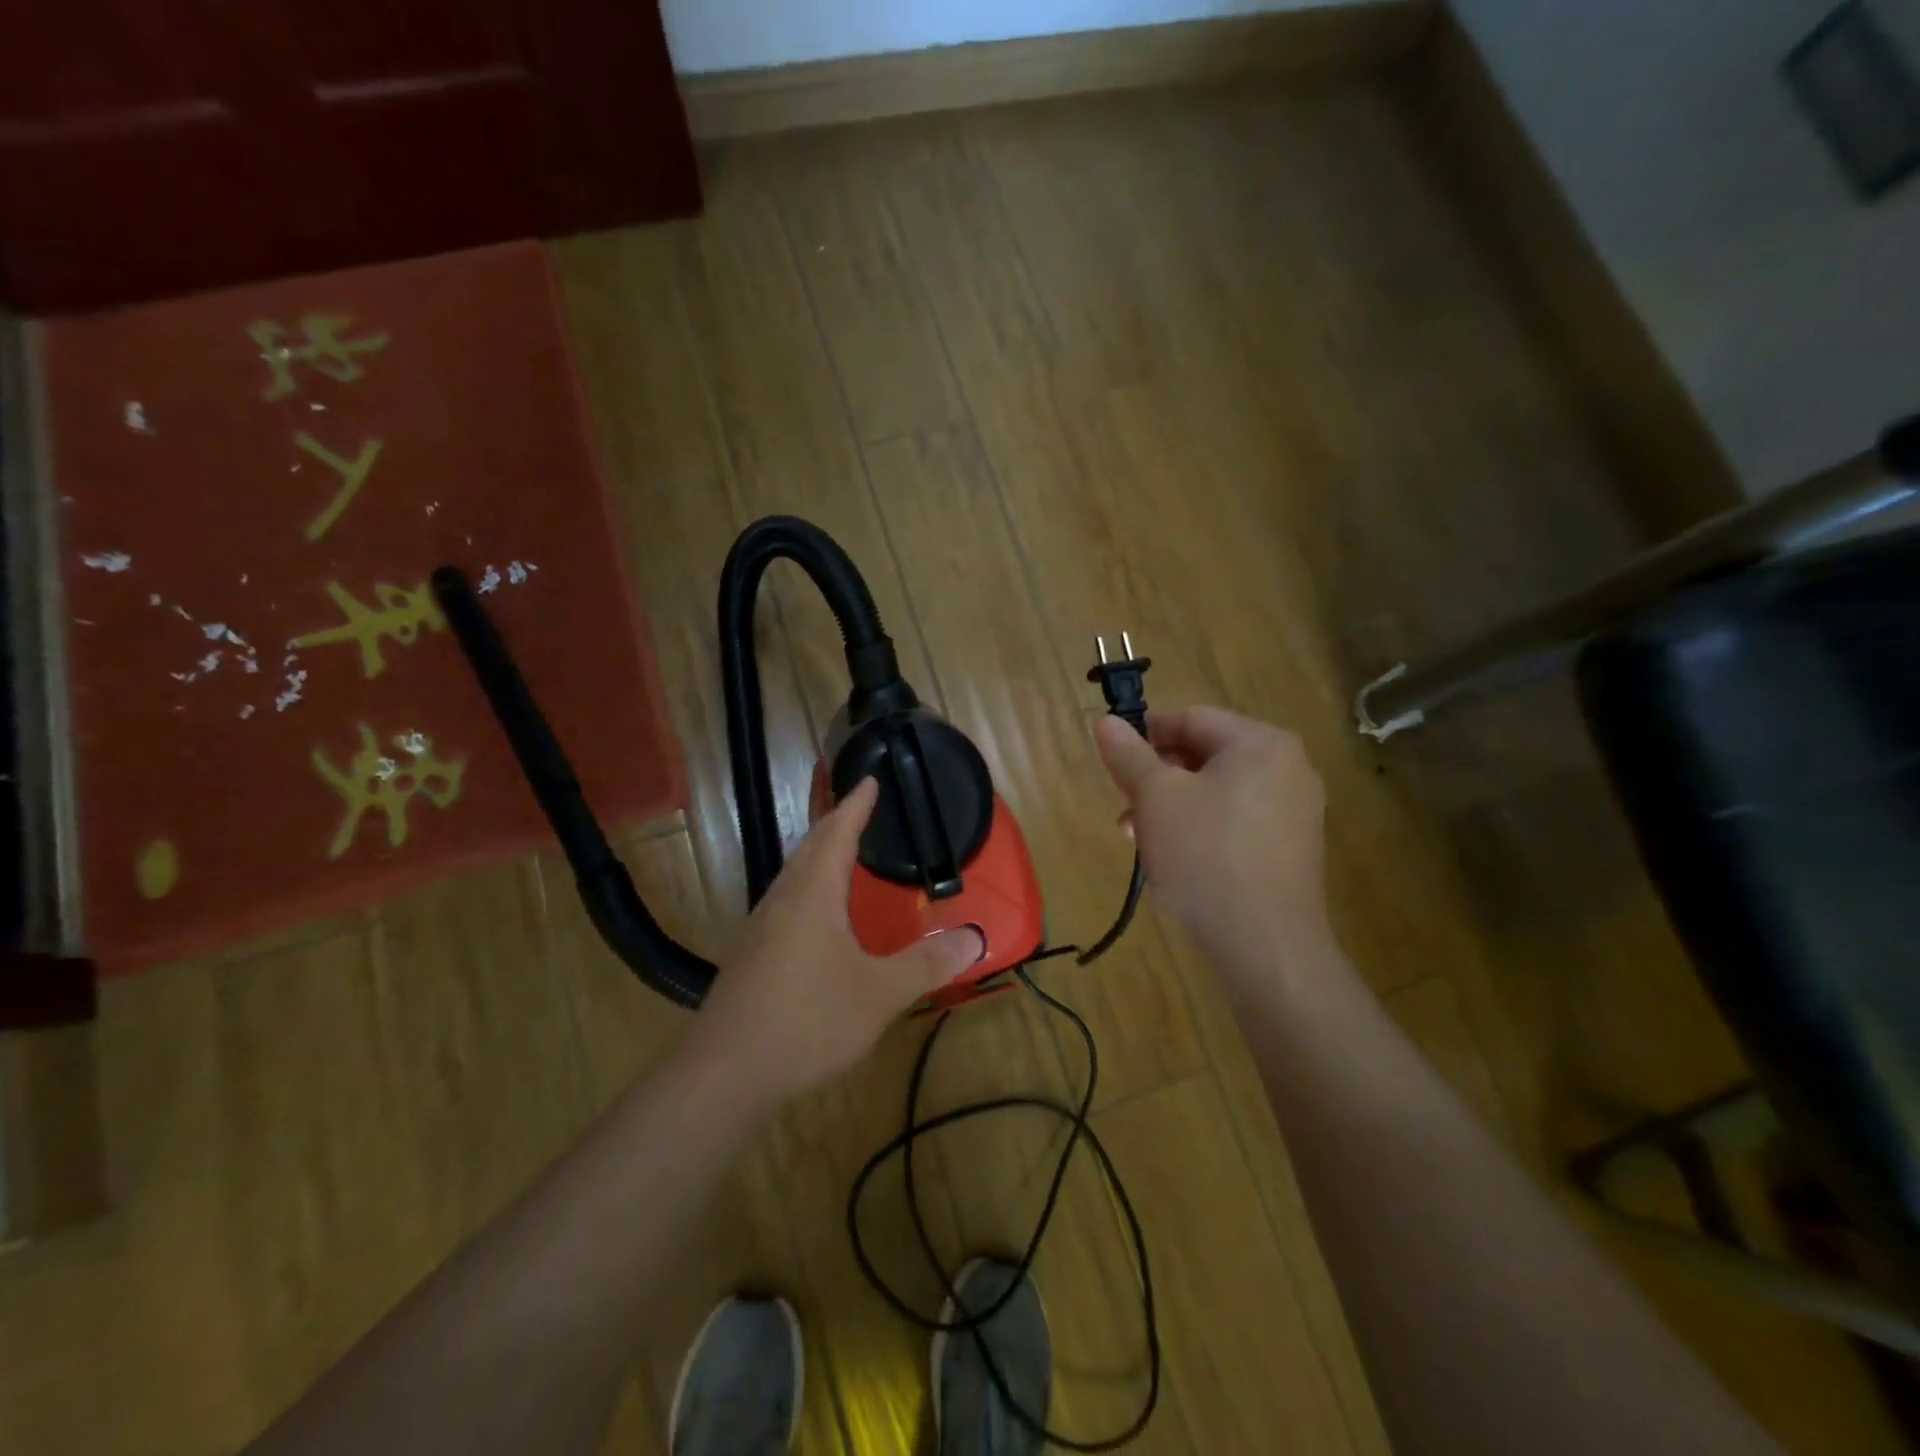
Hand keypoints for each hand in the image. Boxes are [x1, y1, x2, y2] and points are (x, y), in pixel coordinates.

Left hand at [687, 777, 984, 1103]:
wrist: (724, 1074)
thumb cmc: (807, 1021)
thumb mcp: (879, 994)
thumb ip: (927, 964)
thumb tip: (973, 938)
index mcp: (812, 894)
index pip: (837, 833)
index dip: (856, 805)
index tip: (870, 779)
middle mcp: (782, 900)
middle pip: (809, 847)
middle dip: (835, 823)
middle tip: (859, 808)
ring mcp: (759, 928)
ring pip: (792, 875)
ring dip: (817, 855)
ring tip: (840, 852)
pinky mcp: (749, 955)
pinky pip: (784, 901)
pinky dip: (807, 887)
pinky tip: (815, 915)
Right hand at [1095, 706, 1330, 968]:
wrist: (1264, 944)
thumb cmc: (1205, 856)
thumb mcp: (1155, 798)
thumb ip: (1129, 755)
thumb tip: (1107, 722)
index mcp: (1260, 743)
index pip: (1191, 718)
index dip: (1145, 733)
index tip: (1113, 760)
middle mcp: (1288, 767)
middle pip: (1206, 754)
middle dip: (1157, 776)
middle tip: (1124, 805)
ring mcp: (1296, 810)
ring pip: (1219, 790)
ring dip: (1173, 805)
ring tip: (1140, 838)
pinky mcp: (1292, 848)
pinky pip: (1237, 819)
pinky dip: (1201, 827)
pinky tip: (1176, 857)